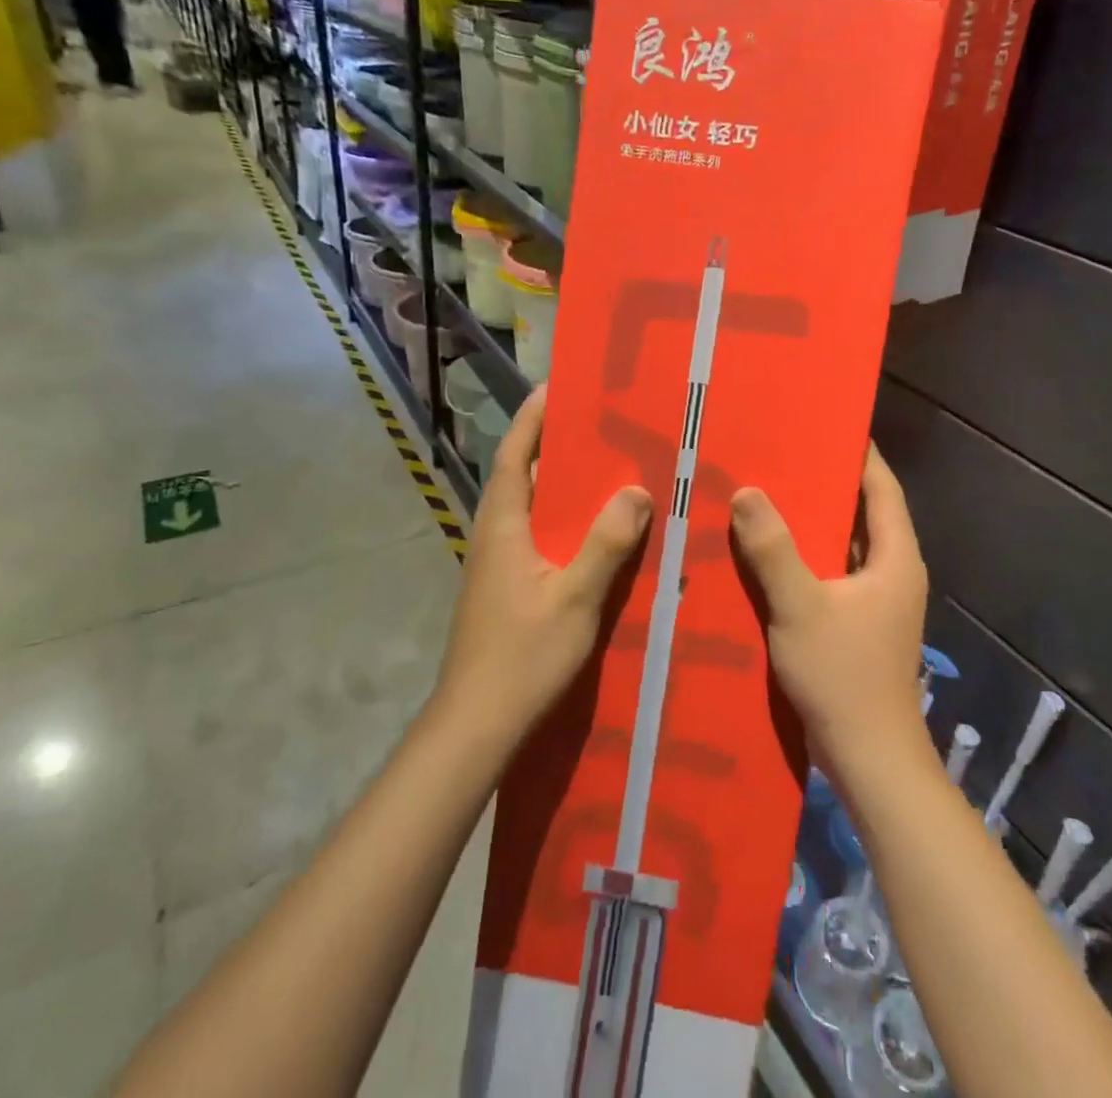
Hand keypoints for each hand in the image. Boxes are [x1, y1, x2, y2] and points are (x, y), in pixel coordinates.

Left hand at [432, 386, 651, 745]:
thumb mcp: (575, 598)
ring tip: (603, 470)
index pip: (514, 455)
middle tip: (597, 424)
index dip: (531, 420)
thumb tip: (635, 490)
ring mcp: (495, 564)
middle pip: (522, 476)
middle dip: (553, 446)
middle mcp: (493, 536)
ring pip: (529, 509)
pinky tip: (593, 533)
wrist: (476, 724)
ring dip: (559, 485)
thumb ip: (606, 544)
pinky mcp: (503, 588)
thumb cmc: (522, 657)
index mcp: (502, 526)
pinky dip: (561, 521)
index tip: (554, 387)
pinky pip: (535, 537)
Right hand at [730, 443, 930, 777]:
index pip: (882, 488)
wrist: (869, 759)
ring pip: (846, 545)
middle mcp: (894, 572)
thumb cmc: (844, 676)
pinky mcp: (861, 623)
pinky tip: (770, 552)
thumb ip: (773, 549)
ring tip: (769, 492)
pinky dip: (809, 556)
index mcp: (896, 558)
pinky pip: (834, 573)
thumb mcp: (800, 606)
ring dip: (814, 521)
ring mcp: (879, 601)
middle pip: (864, 512)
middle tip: (783, 453)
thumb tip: (748, 492)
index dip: (859, 453)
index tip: (826, 423)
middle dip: (827, 483)